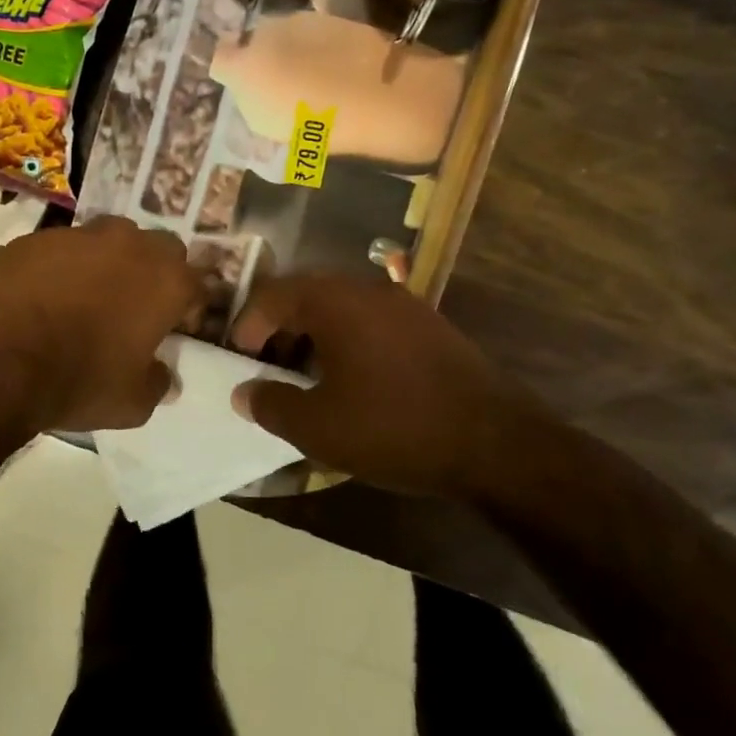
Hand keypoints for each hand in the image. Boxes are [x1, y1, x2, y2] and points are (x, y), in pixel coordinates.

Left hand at [0, 217, 199, 431]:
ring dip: (107, 261)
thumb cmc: (79, 382)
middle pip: (157, 247)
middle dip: (153, 272)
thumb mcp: (133, 402)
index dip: (189, 308)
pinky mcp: (34, 238)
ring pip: (107, 238)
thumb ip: (157, 382)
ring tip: (85, 295)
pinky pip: (57, 248)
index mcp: (165, 280)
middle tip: (135, 305)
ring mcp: (78, 235)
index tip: (176, 329)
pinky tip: (41, 295)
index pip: (197, 284)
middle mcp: (128, 245)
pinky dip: (58, 266)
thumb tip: (161, 375)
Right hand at [229, 273, 541, 498]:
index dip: (247, 325)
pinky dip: (348, 341)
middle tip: (269, 366)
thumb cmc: (394, 429)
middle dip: (280, 328)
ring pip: (341, 308)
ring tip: (306, 377)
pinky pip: (372, 322)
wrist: (496, 444)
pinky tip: (353, 381)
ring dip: (314, 335)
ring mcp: (406, 305)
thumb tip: (244, 393)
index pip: (273, 295)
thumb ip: (270, 404)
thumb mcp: (318, 427)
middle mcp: (369, 290)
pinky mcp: (431, 327)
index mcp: (335, 302)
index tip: (239, 359)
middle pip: (307, 295)